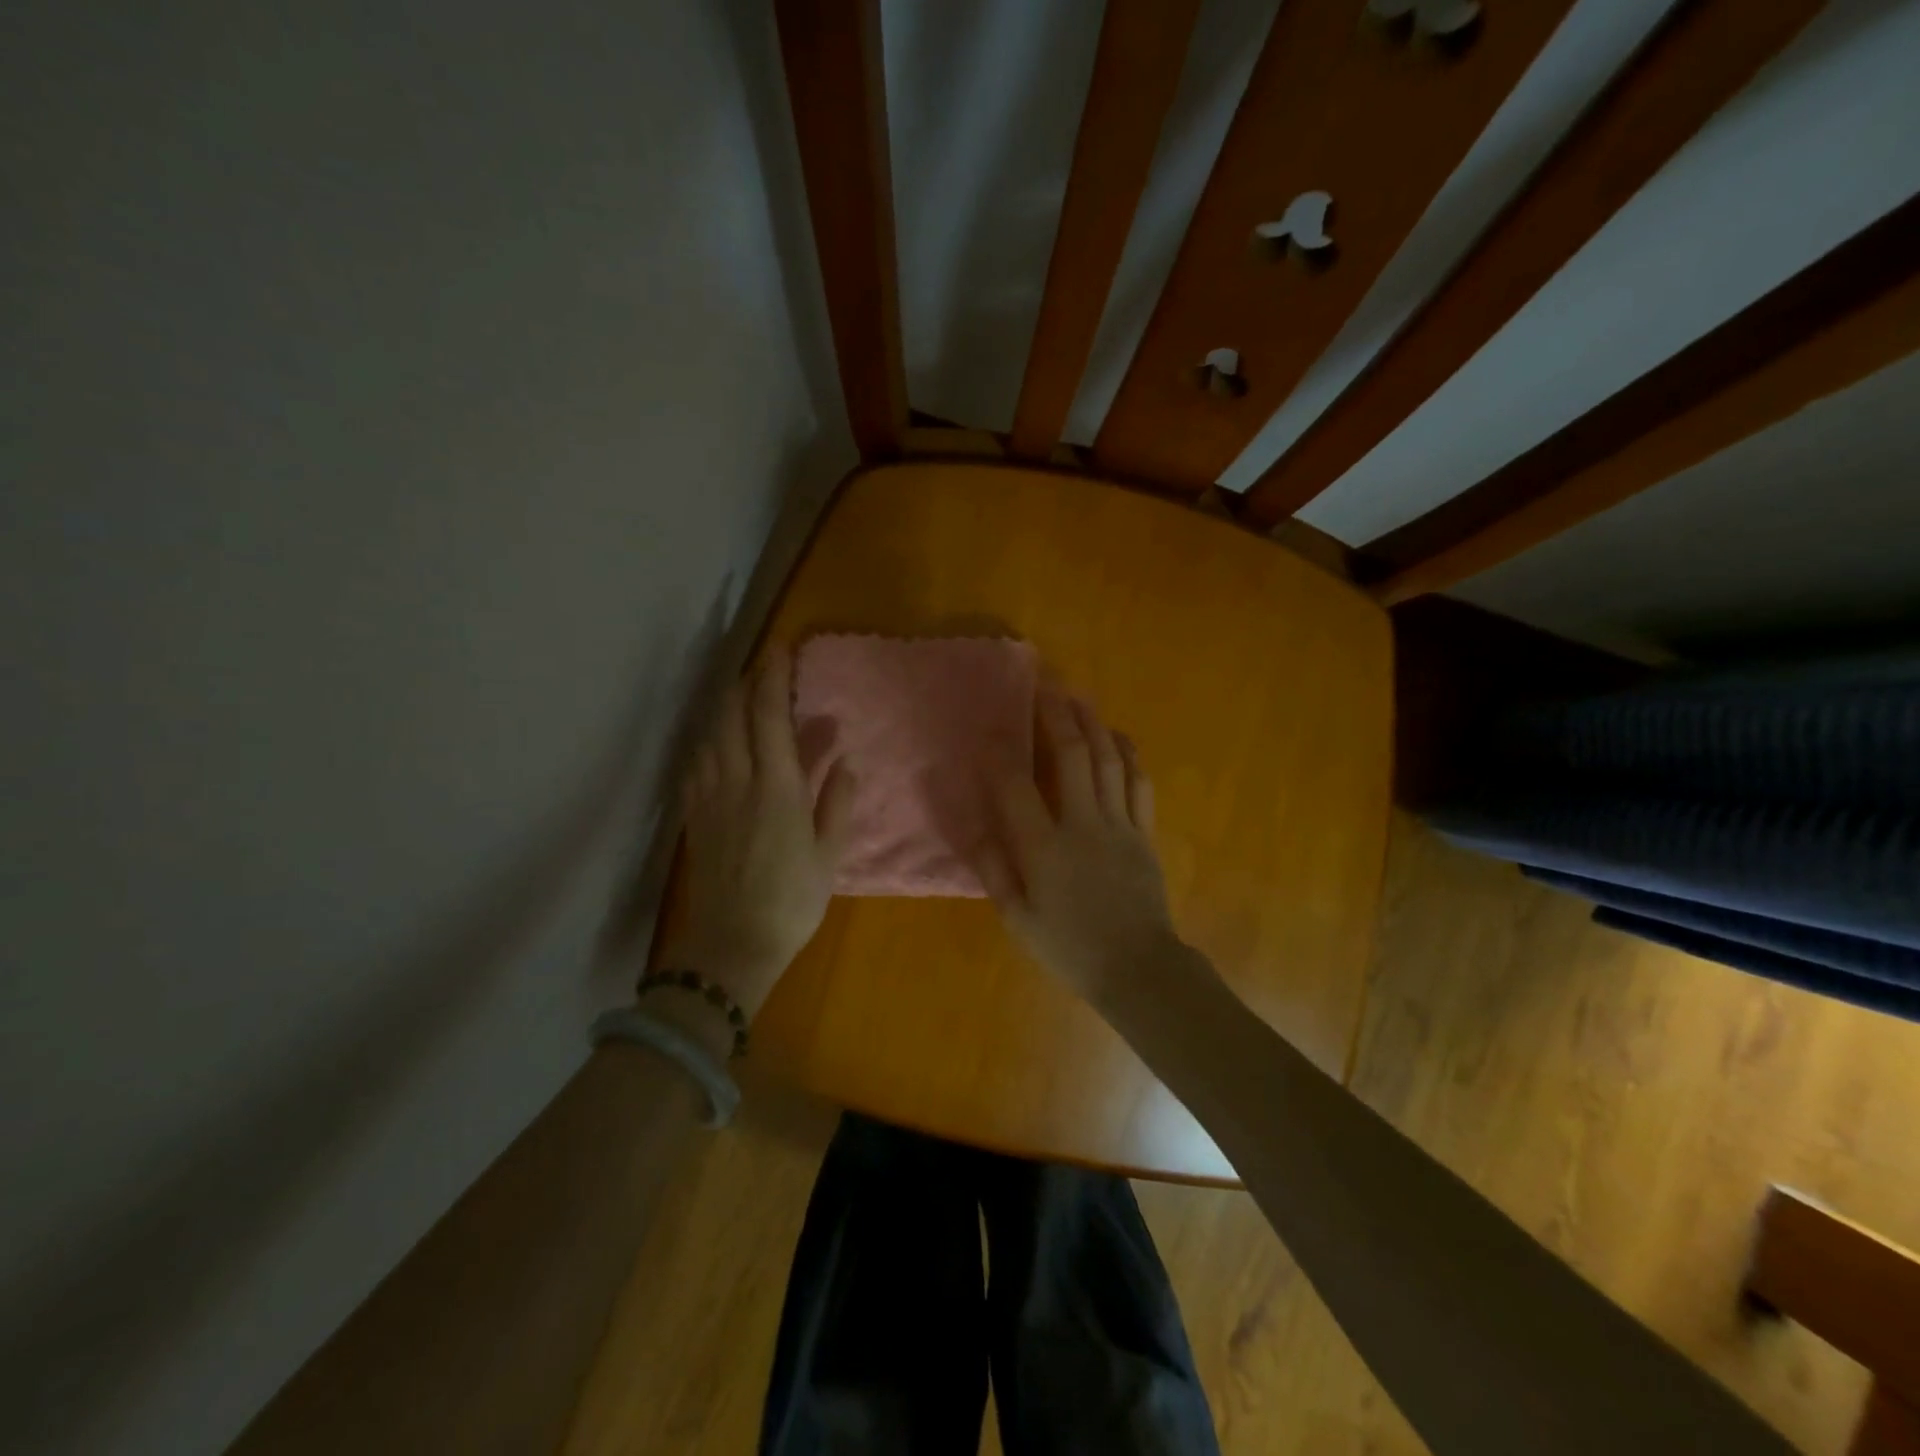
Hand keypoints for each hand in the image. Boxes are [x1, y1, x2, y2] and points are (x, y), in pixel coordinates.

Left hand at [661, 645, 854, 1015]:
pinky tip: (714, 742)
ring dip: (723, 707)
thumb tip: (842, 760)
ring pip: (709, 735)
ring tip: (738, 695)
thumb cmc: (791, 902)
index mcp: (776, 788)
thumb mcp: (828, 855)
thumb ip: (835, 802)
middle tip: (759, 666)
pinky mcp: (694, 816)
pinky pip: (695, 763)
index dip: (772, 678)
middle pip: (731, 716)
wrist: (731, 946)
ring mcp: (709, 797)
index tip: (779, 649)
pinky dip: (707, 740)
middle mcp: (737, 782)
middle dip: (743, 683)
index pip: (769, 717)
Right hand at [973, 690, 1184, 1002]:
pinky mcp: (1143, 832)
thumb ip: (995, 870)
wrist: (1137, 968)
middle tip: (1044, 683)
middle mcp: (1082, 824)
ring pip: (1107, 760)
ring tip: (1078, 695)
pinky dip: (1128, 754)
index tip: (988, 730)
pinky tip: (1118, 735)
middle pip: (1071, 756)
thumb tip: (977, 827)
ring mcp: (1119, 824)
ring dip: (1092, 723)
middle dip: (1056, 715)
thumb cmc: (1070, 947)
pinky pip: (1138, 783)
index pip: (1016, 788)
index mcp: (1045, 849)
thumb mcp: (1018, 919)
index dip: (999, 755)